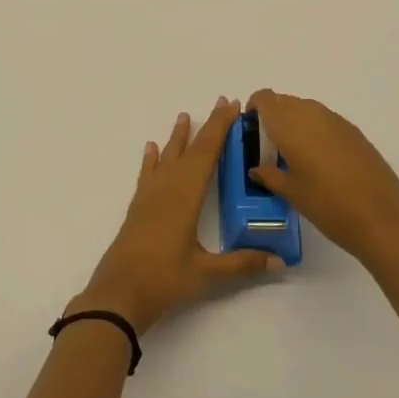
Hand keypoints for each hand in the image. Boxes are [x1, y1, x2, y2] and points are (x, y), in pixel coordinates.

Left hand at [70, 98, 282, 335]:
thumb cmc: (164, 279)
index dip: (220, 127)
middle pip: (190, 148)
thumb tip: (279, 261)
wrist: (118, 294)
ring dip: (179, 137)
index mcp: (186, 194)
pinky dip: (151, 159)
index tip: (231, 105)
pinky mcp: (139, 207)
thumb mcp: (207, 273)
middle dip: (207, 126)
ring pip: (167, 156)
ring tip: (184, 116)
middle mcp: (168, 186)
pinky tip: (151, 148)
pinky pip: (148, 173)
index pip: (207, 152)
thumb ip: (242, 264)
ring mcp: (150, 195)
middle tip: (221, 103)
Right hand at [246, 89, 398, 264]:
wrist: (382, 217)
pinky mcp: (353, 130)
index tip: (251, 130)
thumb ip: (270, 175)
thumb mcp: (292, 193)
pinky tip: (320, 160)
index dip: (254, 108)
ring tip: (295, 155)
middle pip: (284, 101)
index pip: (265, 99)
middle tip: (270, 148)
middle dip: (273, 117)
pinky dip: (315, 130)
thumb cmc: (328, 205)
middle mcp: (311, 113)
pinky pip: (324, 120)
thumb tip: (257, 168)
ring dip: (295, 123)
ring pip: (305, 109)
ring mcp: (335, 120)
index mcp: (290, 125)